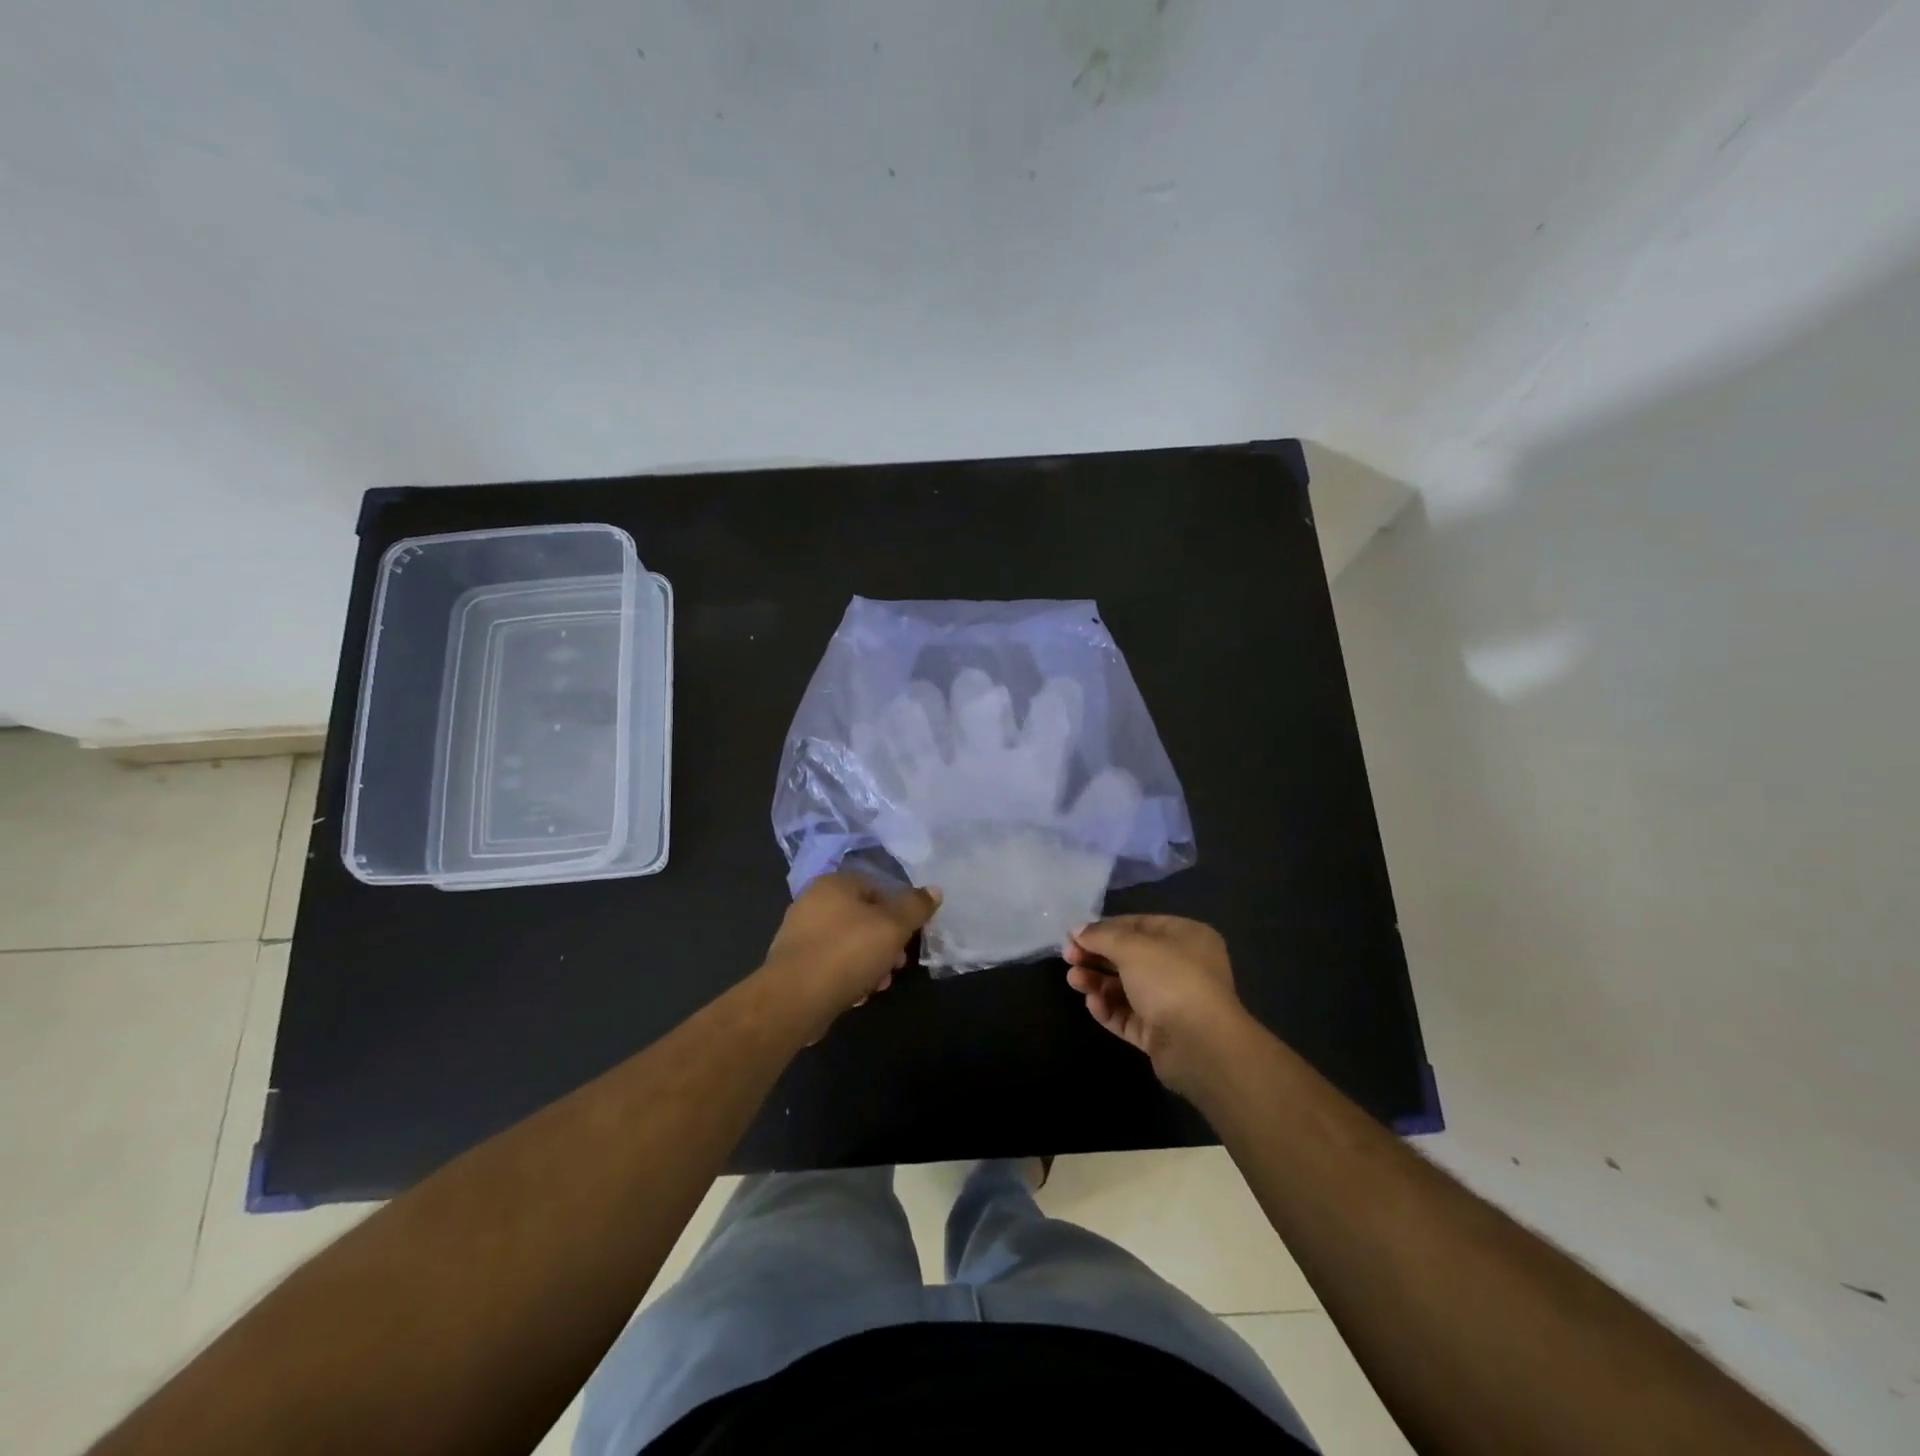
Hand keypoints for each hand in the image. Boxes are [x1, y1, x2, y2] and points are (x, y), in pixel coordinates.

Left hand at [760, 872, 940, 1038]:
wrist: (794, 999)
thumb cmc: (848, 952)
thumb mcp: (893, 926)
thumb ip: (916, 907)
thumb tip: (934, 889)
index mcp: (834, 884)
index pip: (878, 888)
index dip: (900, 912)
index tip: (910, 936)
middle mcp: (813, 902)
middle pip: (864, 918)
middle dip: (886, 943)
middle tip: (897, 965)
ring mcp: (800, 934)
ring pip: (849, 944)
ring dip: (870, 963)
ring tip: (878, 985)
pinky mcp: (794, 965)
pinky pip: (831, 965)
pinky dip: (847, 976)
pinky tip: (857, 996)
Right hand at [1064, 915, 1246, 1093]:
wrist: (1200, 1045)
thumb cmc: (1170, 980)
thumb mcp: (1131, 947)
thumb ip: (1101, 936)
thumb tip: (1077, 929)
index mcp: (1186, 937)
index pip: (1138, 925)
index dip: (1105, 928)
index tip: (1074, 934)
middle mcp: (1182, 966)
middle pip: (1130, 957)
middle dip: (1097, 956)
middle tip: (1068, 957)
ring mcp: (1172, 1002)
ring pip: (1126, 988)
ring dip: (1097, 982)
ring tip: (1074, 980)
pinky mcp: (1161, 1033)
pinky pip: (1129, 1016)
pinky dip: (1109, 1008)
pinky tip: (1093, 1004)